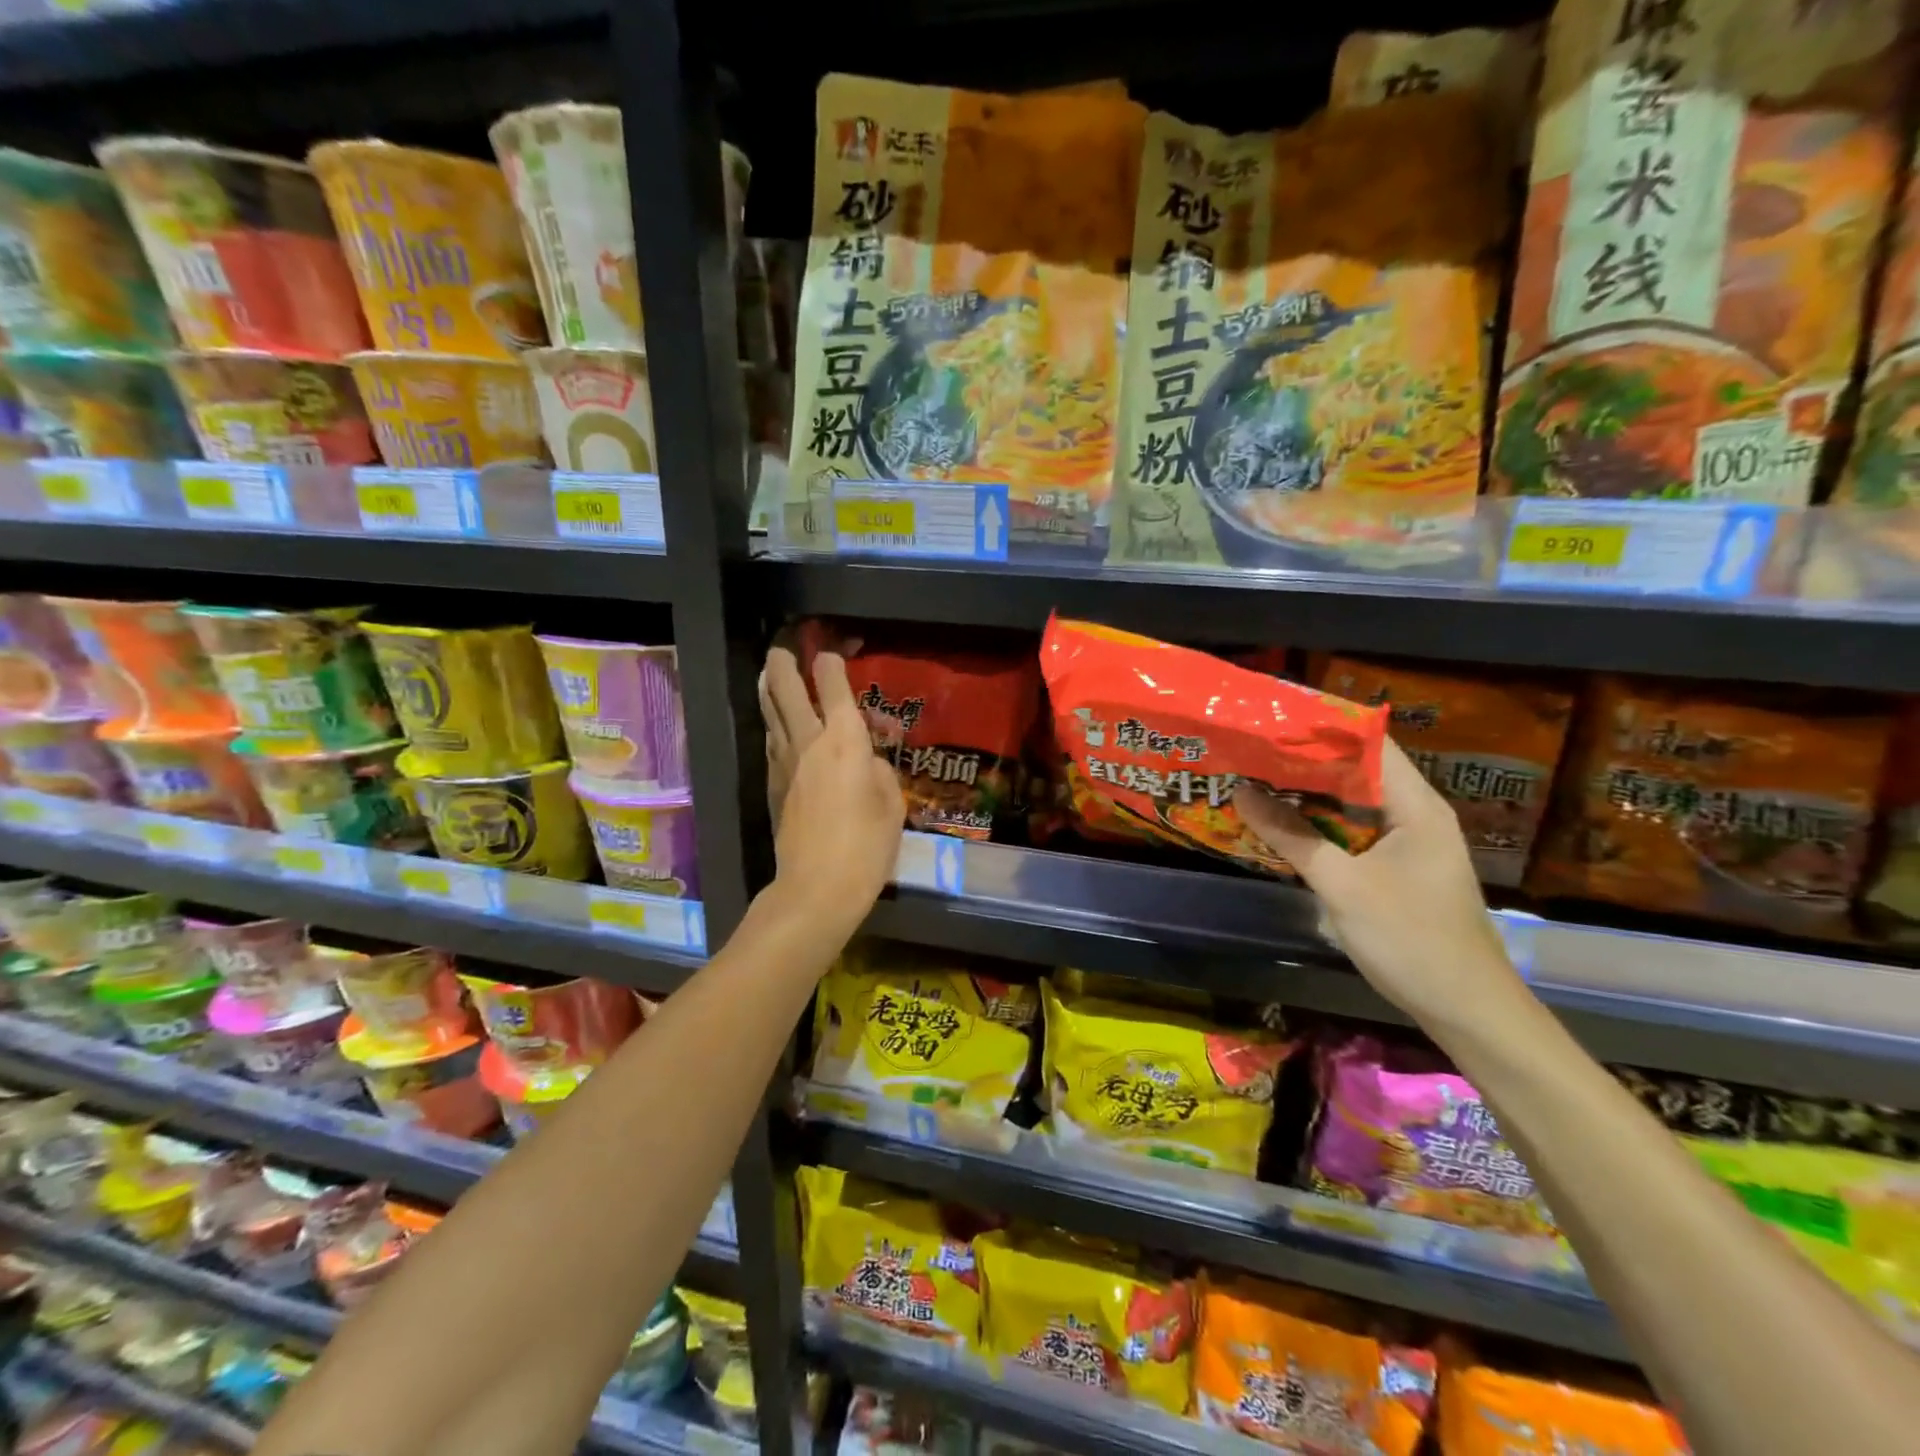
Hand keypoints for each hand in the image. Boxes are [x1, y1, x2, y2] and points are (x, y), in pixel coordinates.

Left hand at [759, 646, 904, 928]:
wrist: (817, 887)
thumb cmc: (866, 846)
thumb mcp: (892, 805)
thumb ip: (878, 771)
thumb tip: (865, 762)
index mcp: (845, 740)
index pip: (833, 686)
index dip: (831, 662)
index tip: (832, 653)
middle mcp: (809, 741)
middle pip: (787, 689)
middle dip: (784, 662)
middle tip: (784, 648)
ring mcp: (784, 762)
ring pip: (770, 712)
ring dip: (770, 688)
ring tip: (771, 673)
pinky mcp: (772, 785)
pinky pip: (771, 741)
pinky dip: (773, 724)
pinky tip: (777, 725)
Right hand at [1238, 738, 1527, 1028]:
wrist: (1466, 1010)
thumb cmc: (1410, 940)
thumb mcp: (1342, 886)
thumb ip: (1291, 836)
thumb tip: (1242, 792)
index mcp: (1416, 807)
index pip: (1371, 744)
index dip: (1323, 728)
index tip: (1272, 721)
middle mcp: (1417, 815)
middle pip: (1359, 771)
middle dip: (1306, 761)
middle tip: (1252, 750)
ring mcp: (1410, 844)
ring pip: (1354, 804)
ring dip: (1311, 795)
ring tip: (1258, 779)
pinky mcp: (1400, 869)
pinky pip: (1356, 832)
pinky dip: (1322, 825)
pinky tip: (1285, 826)